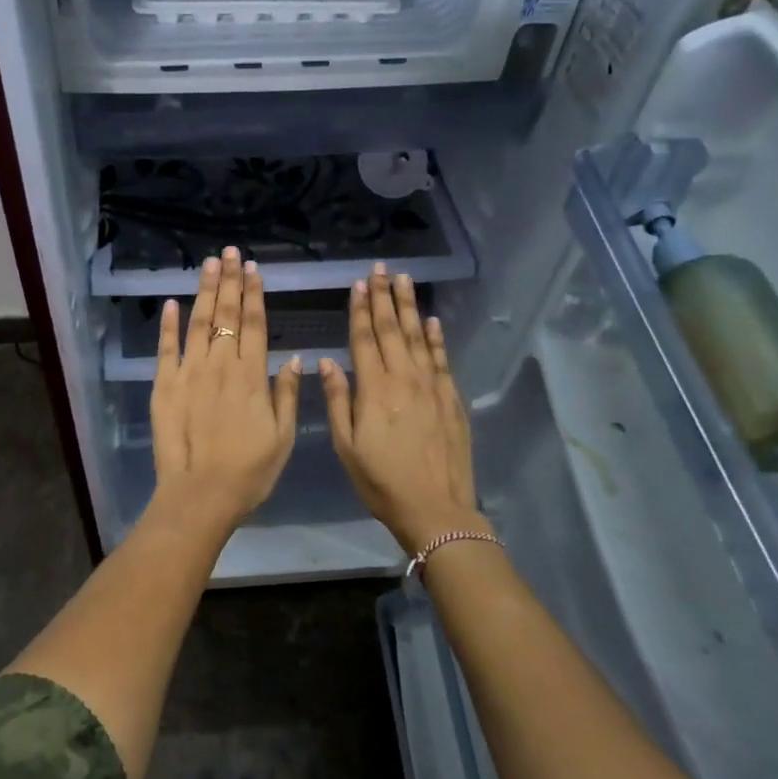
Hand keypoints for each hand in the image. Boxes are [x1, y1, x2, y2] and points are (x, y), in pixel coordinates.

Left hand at [150, 247, 302, 534]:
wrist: (200, 494)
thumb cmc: (249, 471)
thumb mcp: (283, 437)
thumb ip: (287, 394)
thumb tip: (293, 358)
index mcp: (251, 376)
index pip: (254, 325)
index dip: (254, 295)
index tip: (254, 269)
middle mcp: (221, 365)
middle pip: (226, 315)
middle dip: (230, 281)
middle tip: (230, 253)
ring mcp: (189, 372)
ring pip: (198, 322)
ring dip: (204, 291)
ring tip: (209, 263)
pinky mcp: (164, 385)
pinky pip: (166, 348)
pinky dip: (168, 324)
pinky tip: (172, 302)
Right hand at [322, 265, 483, 554]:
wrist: (435, 508)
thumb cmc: (381, 481)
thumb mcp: (346, 446)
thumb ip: (337, 401)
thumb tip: (326, 362)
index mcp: (374, 389)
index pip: (364, 339)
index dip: (360, 310)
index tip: (359, 284)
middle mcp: (404, 379)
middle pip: (392, 330)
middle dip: (385, 298)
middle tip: (383, 270)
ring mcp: (432, 387)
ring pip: (419, 338)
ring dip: (410, 308)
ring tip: (405, 281)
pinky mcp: (451, 399)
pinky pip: (442, 360)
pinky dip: (437, 338)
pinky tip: (433, 321)